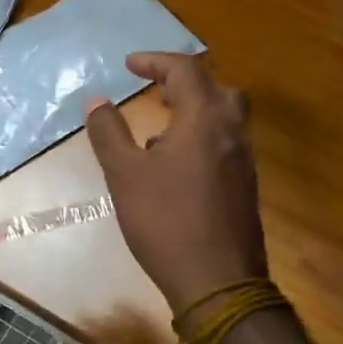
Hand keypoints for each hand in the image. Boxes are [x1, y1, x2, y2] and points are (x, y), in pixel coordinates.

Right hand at [84, 52, 267, 311]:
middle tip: (155, 89)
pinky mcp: (246, 184)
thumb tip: (96, 100)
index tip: (129, 65)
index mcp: (205, 118)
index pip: (185, 70)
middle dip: (183, 80)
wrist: (219, 282)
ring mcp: (244, 159)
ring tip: (162, 123)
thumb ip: (109, 132)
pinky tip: (176, 163)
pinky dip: (202, 133)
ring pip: (225, 115)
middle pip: (215, 86)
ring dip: (195, 107)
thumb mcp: (125, 175)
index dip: (155, 61)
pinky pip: (225, 141)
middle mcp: (232, 131)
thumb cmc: (166, 222)